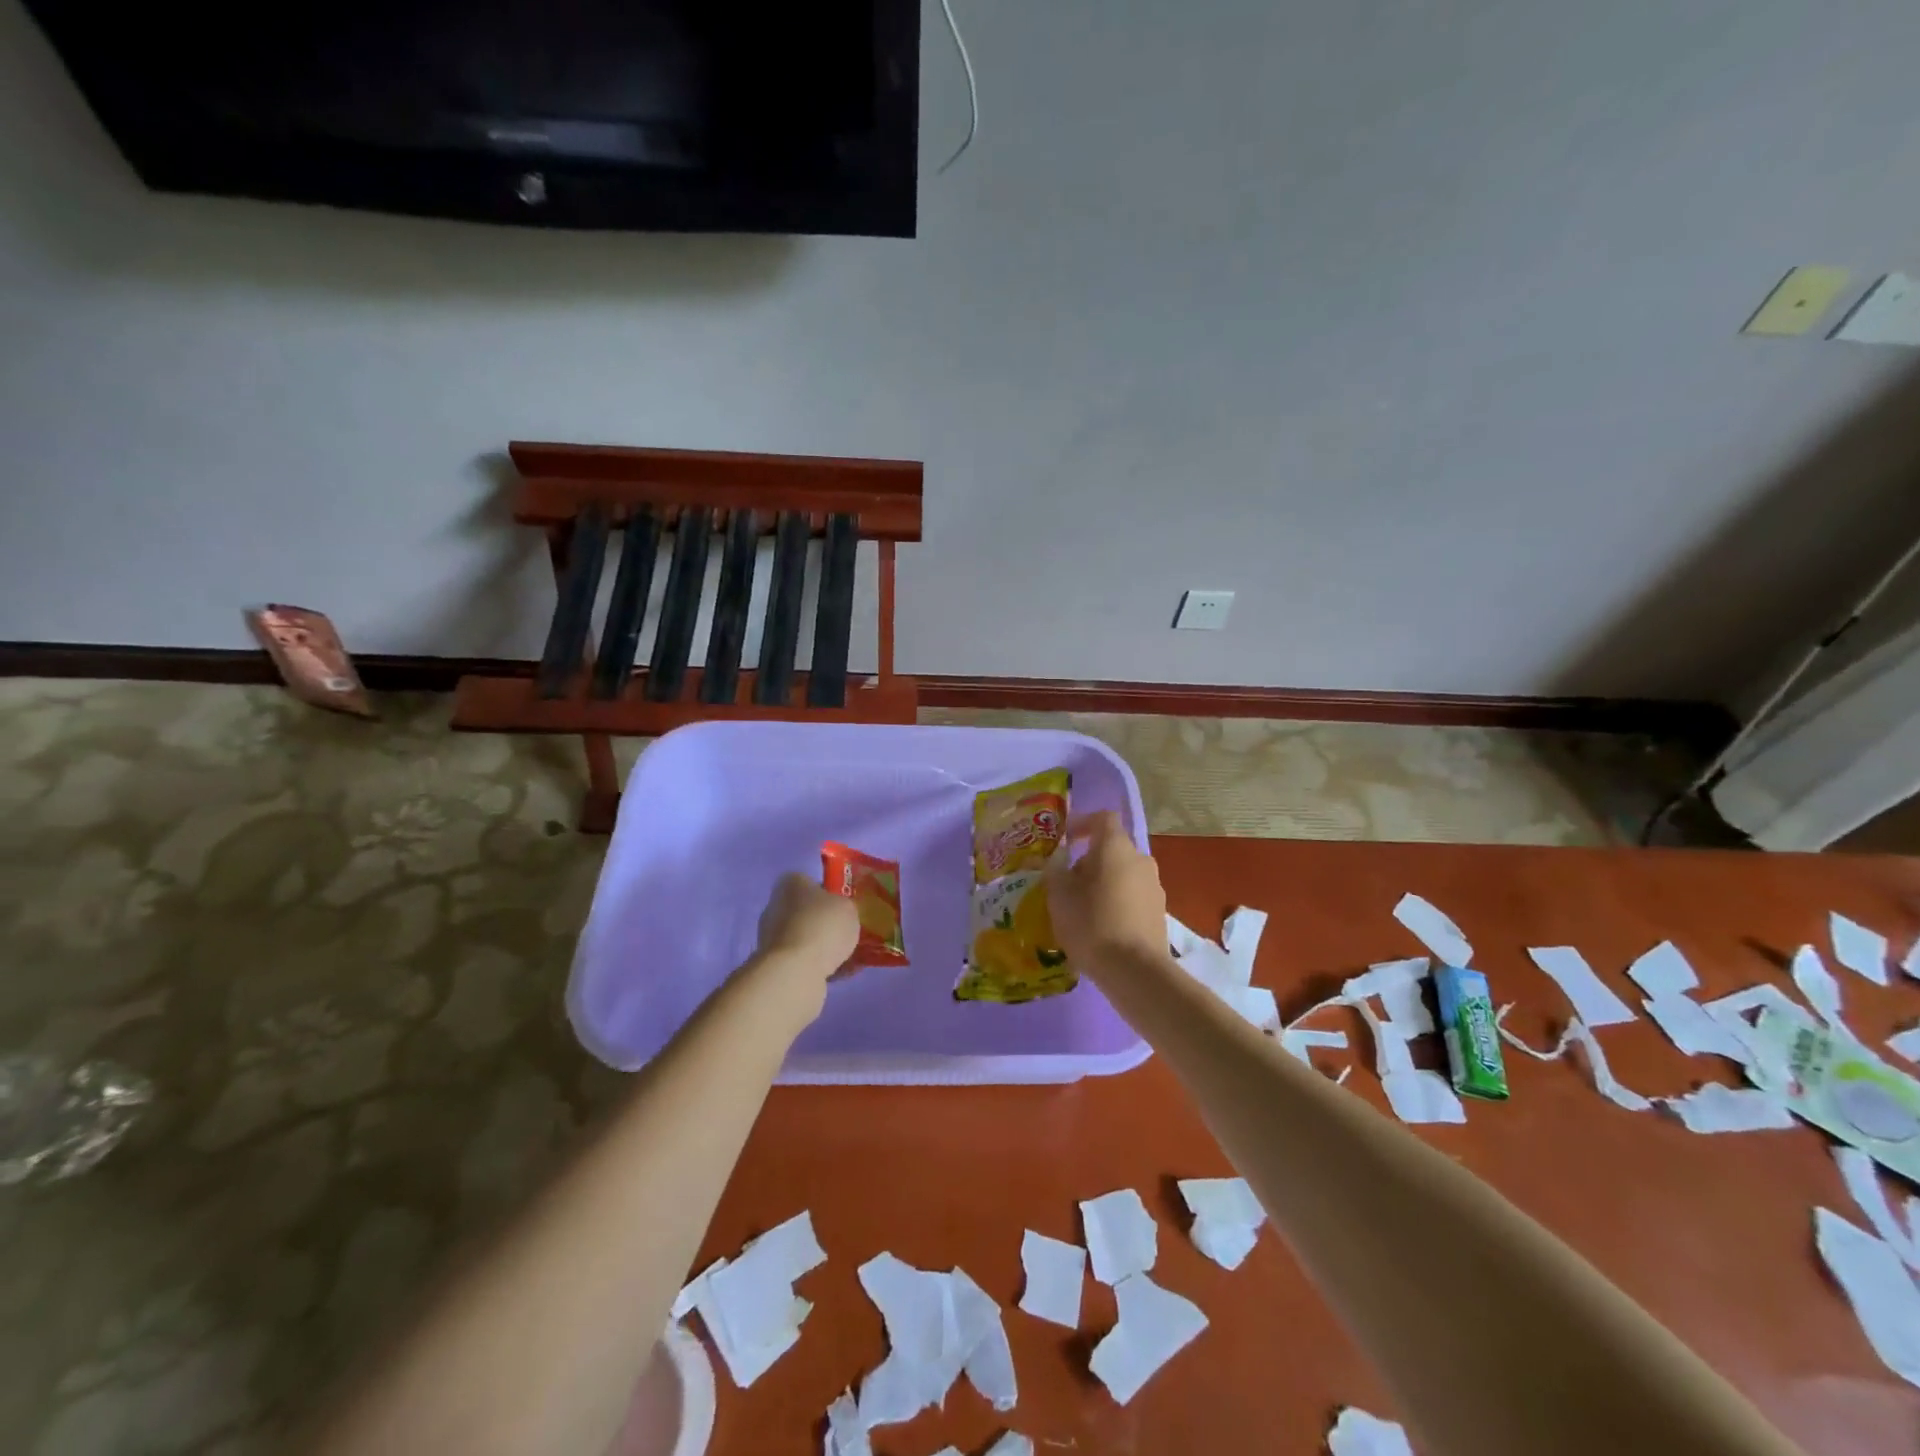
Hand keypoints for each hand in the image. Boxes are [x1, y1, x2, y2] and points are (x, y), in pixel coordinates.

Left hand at [756, 873, 859, 976]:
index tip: (844, 906)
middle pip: (805, 911)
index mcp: (791, 883)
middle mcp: (775, 905)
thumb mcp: (848, 907)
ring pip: (803, 937)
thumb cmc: (823, 926)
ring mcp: (771, 936)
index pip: (810, 882)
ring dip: (821, 946)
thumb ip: (844, 906)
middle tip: (847, 932)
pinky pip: (801, 960)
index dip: (829, 893)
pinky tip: (839, 973)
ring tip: (847, 956)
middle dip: (823, 922)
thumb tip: (838, 913)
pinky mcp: (773, 964)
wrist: (796, 970)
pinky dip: (818, 965)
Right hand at [1045, 812, 1167, 968]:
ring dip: (1102, 883)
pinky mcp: (1159, 913)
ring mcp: (1154, 887)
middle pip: (1112, 849)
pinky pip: (1132, 897)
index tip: (1065, 839)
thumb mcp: (1059, 895)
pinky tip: (1100, 928)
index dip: (1083, 823)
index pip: (1103, 818)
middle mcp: (1140, 859)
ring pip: (1122, 874)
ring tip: (1081, 909)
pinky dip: (1116, 903)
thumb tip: (1058, 860)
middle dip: (1088, 861)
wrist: (1135, 971)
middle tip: (1066, 883)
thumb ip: (1055, 871)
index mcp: (1116, 847)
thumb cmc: (1092, 923)